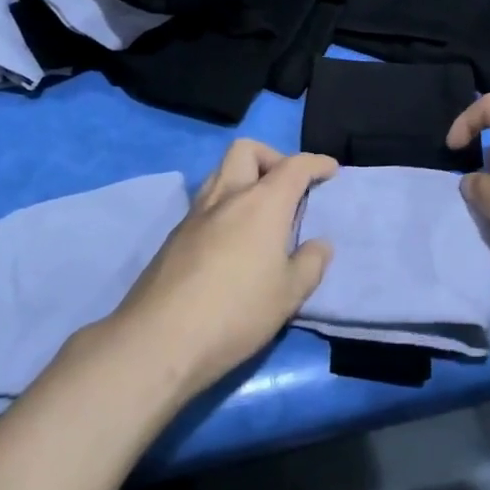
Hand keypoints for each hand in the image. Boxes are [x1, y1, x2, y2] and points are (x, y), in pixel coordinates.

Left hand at [115, 140, 337, 393]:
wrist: (159, 339)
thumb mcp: (288, 295)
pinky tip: (232, 242)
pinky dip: (225, 206)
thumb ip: (310, 264)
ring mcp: (195, 214)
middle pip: (246, 150)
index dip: (316, 163)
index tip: (331, 170)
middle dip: (272, 157)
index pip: (293, 166)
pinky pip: (206, 203)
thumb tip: (320, 245)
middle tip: (287, 188)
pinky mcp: (174, 236)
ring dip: (244, 179)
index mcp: (262, 203)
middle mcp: (227, 196)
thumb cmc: (236, 313)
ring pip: (220, 172)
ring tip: (260, 214)